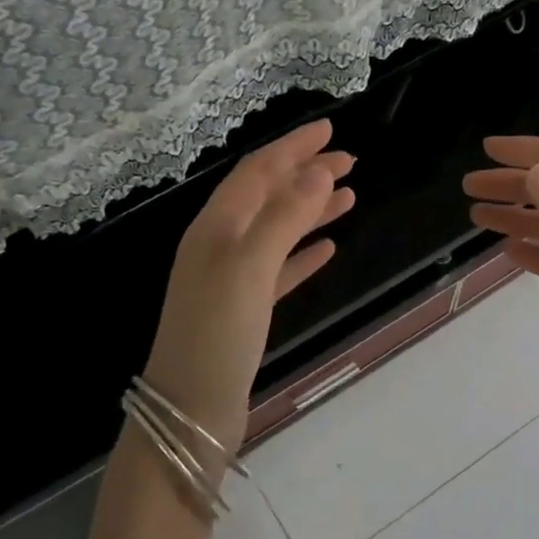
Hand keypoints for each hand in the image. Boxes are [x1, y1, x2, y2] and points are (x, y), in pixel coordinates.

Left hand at [144, 120, 353, 453]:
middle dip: (305, 174)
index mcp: (215, 228)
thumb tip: (317, 171)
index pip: (257, 172)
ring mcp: (232, 279)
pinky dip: (303, 254)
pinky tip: (328, 248)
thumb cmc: (216, 334)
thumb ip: (284, 218)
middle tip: (349, 160)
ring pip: (277, 231)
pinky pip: (279, 269)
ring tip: (348, 196)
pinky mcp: (245, 309)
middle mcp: (221, 245)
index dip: (292, 148)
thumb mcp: (249, 268)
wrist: (190, 409)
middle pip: (268, 197)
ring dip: (310, 210)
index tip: (330, 130)